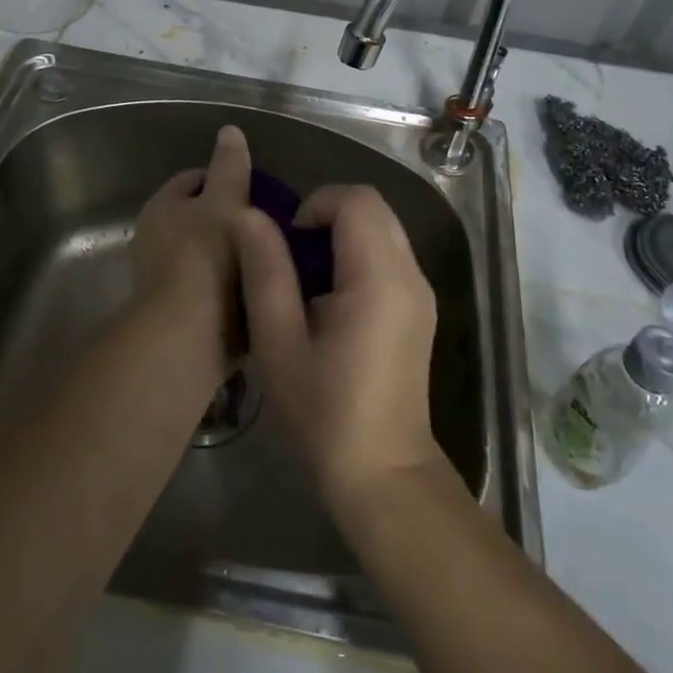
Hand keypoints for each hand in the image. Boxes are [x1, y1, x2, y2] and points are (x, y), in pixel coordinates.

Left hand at [128, 125, 252, 380]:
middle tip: (274, 224)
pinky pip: (215, 288)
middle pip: (202, 218)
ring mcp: (166, 279)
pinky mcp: (182, 313)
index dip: (227, 176)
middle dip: (236, 219)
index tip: (261, 187)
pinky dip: (235, 287)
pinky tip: (264, 289)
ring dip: (238, 255)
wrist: (188, 337)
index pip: (194, 178)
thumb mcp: (225, 202)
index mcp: (161, 207)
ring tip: (276, 256)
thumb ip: (230, 167)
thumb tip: (229, 130)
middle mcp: (156, 240)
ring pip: (210, 254)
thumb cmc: (206, 257)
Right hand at [234, 185, 442, 508]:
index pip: (357, 200)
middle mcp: (410, 274)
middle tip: (293, 257)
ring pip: (383, 228)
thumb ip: (265, 271)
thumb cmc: (324, 411)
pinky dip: (358, 255)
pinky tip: (331, 299)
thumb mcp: (278, 341)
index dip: (316, 204)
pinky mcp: (420, 308)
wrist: (383, 472)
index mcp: (379, 277)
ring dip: (342, 235)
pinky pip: (389, 254)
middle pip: (374, 207)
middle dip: (328, 215)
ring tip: (307, 279)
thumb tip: (250, 216)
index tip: (288, 242)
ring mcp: (421, 291)